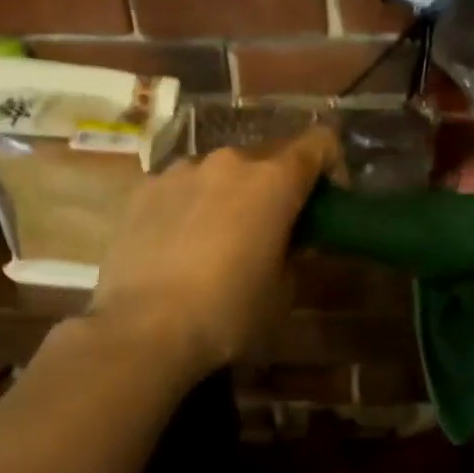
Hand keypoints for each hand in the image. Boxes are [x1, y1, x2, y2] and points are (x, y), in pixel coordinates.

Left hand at [88, 128, 338, 375]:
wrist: (143, 329)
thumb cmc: (229, 311)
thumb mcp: (283, 290)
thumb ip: (294, 252)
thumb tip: (288, 241)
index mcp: (274, 180)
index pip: (319, 143)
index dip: (331, 165)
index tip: (326, 200)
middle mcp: (229, 161)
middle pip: (268, 158)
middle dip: (277, 186)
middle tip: (273, 228)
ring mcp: (180, 171)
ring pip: (221, 172)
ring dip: (231, 194)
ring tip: (219, 239)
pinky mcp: (142, 190)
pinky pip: (182, 188)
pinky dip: (191, 206)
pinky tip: (179, 245)